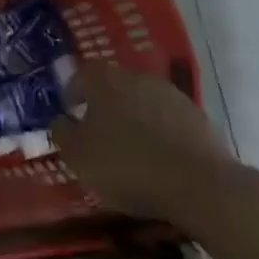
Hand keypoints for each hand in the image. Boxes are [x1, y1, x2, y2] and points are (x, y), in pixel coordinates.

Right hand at [52, 63, 235, 223]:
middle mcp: (137, 77)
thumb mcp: (79, 157)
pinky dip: (159, 132)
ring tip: (130, 147)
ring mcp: (170, 94)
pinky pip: (168, 118)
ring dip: (134, 118)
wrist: (198, 183)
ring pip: (142, 100)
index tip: (69, 111)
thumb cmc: (127, 166)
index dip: (73, 92)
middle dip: (104, 105)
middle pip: (114, 85)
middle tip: (98, 132)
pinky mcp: (196, 115)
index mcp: (105, 81)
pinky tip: (159, 157)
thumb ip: (62, 134)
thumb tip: (60, 121)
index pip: (82, 75)